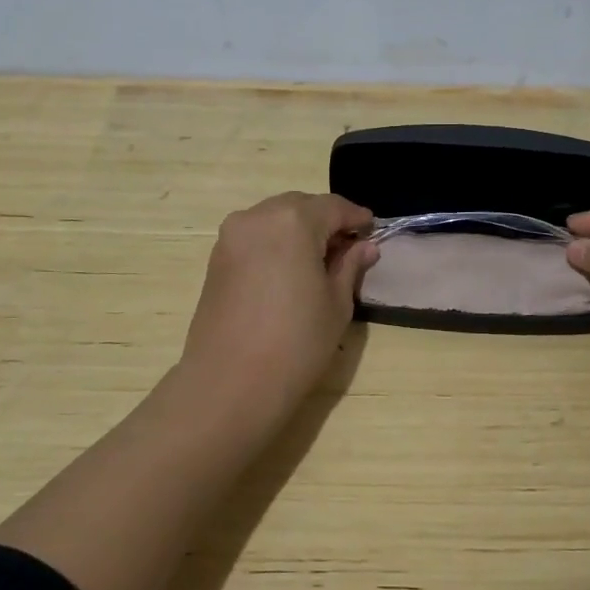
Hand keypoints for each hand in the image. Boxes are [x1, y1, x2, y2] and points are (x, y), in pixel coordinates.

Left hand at [179, 192, 376, 414]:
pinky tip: (289, 270)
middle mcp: (257, 216)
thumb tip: (364, 246)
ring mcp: (231, 236)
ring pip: (274, 218)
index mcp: (293, 221)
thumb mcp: (336, 304)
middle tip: (347, 247)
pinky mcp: (216, 258)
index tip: (372, 230)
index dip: (356, 217)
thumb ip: (349, 266)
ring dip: (299, 230)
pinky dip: (276, 242)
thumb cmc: (296, 342)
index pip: (333, 207)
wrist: (230, 383)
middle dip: (325, 220)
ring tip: (319, 260)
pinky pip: (254, 236)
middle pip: (300, 206)